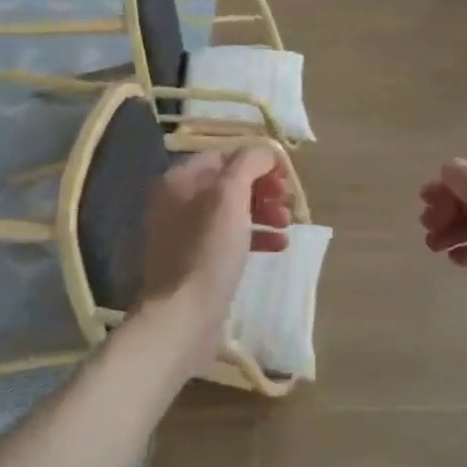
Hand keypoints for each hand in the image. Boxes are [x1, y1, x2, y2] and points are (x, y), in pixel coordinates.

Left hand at [138, 145, 291, 370]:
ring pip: (233, 211)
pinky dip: (256, 236)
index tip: (285, 176)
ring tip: (287, 223)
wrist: (184, 314)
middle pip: (230, 184)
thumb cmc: (208, 250)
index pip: (224, 156)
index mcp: (180, 180)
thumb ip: (249, 164)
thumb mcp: (230, 196)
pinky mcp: (198, 261)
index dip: (257, 161)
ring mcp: (186, 234)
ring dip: (265, 212)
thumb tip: (265, 152)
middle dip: (264, 189)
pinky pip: (231, 238)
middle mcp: (178, 202)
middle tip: (288, 201)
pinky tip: (279, 245)